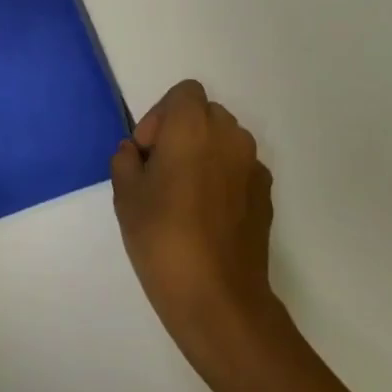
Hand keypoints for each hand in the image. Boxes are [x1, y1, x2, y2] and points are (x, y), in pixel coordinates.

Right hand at [112, 80, 285, 385]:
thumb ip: (126, 160)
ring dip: (203, 154)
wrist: (218, 298)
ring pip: (225, 141)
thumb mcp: (125, 194)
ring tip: (182, 194)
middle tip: (160, 171)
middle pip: (206, 114)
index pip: (184, 93)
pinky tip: (205, 216)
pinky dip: (222, 178)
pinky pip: (239, 170)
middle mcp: (230, 137)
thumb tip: (136, 153)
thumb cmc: (162, 237)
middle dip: (181, 132)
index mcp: (193, 127)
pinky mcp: (266, 197)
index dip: (161, 115)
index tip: (148, 152)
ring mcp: (253, 168)